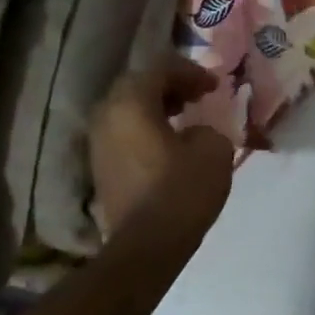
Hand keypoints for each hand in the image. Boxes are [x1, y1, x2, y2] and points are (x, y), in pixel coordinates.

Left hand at [88, 57, 233, 236]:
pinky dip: (148, 130)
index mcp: (130, 104)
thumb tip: (195, 133)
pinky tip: (171, 144)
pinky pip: (126, 135)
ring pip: (128, 111)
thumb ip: (207, 128)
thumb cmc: (182, 190)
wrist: (147, 245)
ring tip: (186, 118)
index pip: (160, 69)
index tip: (215, 85)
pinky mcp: (102, 168)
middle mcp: (106, 117)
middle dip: (170, 87)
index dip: (191, 72)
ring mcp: (98, 144)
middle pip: (137, 87)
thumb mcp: (214, 149)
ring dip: (157, 109)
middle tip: (198, 95)